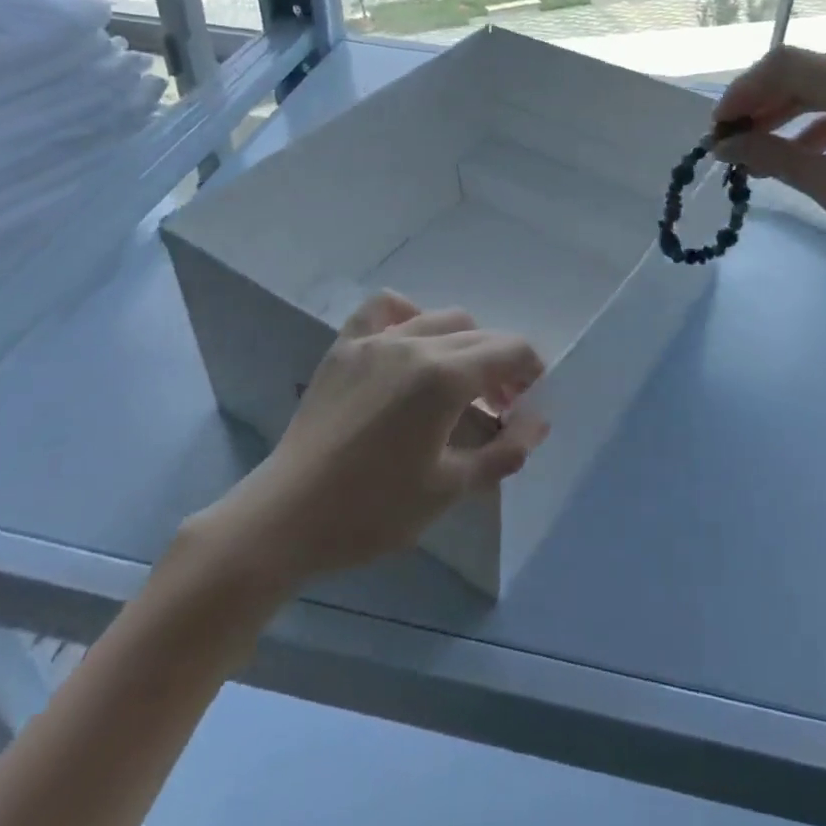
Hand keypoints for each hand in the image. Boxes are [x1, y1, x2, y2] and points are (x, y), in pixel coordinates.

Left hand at [187, 293, 547, 588]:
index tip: (531, 402)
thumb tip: (539, 422)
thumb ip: (504, 451)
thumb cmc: (373, 511)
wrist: (287, 517)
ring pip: (440, 318)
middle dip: (502, 364)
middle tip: (503, 407)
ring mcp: (376, 339)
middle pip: (479, 335)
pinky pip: (384, 308)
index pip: (509, 350)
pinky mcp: (345, 346)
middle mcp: (415, 342)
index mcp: (444, 376)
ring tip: (460, 382)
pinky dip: (408, 314)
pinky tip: (409, 342)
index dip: (531, 370)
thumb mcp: (449, 489)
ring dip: (464, 343)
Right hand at [713, 46, 825, 302]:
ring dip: (787, 109)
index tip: (719, 127)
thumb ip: (773, 157)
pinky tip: (797, 150)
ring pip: (825, 81)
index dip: (745, 90)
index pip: (788, 64)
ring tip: (756, 146)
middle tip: (731, 138)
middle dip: (762, 100)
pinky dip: (817, 119)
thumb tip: (723, 147)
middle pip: (805, 68)